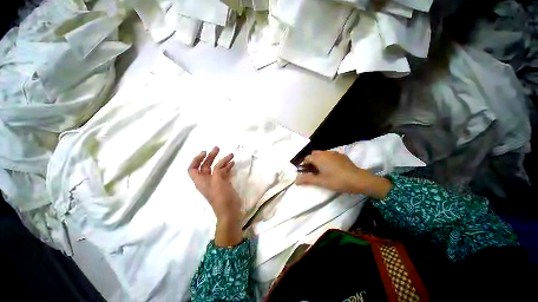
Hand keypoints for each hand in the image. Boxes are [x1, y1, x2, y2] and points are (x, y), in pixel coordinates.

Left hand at [188, 147, 242, 246]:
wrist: (229, 210)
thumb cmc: (221, 196)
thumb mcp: (217, 180)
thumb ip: (218, 170)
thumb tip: (223, 164)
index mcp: (200, 180)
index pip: (192, 168)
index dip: (196, 159)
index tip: (205, 152)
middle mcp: (207, 180)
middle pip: (206, 166)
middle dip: (211, 156)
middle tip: (218, 148)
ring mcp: (216, 182)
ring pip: (217, 168)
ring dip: (222, 161)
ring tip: (231, 155)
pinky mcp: (224, 183)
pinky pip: (224, 172)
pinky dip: (228, 167)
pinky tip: (233, 163)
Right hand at [295, 151, 391, 198]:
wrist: (359, 179)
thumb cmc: (337, 180)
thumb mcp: (321, 181)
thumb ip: (307, 179)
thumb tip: (295, 180)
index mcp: (319, 158)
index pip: (306, 158)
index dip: (304, 165)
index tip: (305, 173)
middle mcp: (325, 153)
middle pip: (314, 154)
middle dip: (311, 161)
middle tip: (313, 172)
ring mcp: (334, 153)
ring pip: (322, 154)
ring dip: (319, 160)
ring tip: (322, 170)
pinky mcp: (341, 155)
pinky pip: (330, 155)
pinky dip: (327, 160)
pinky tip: (332, 168)